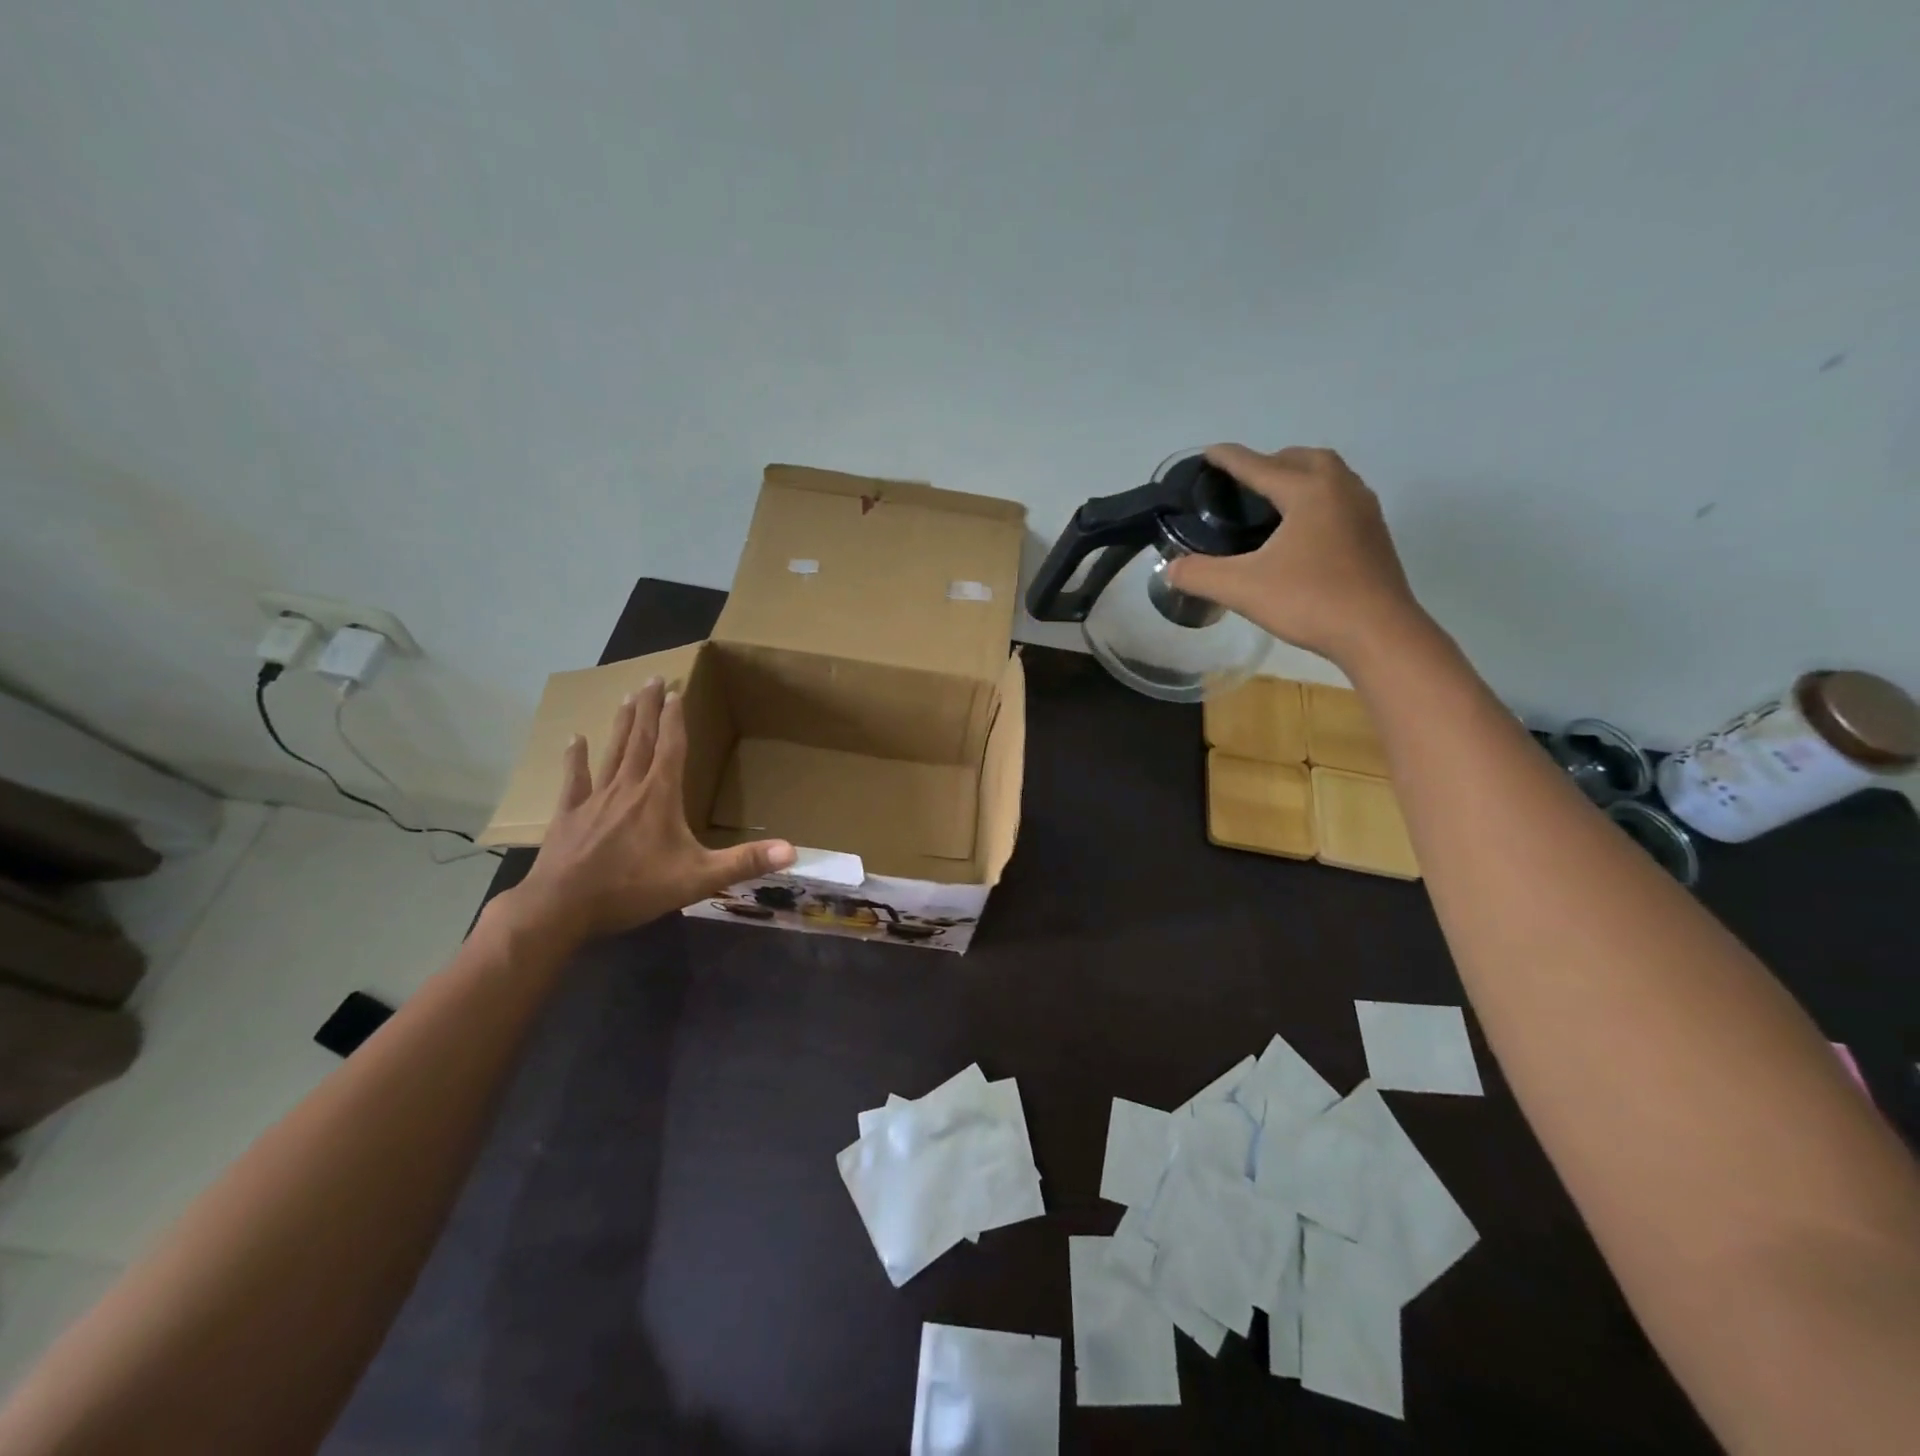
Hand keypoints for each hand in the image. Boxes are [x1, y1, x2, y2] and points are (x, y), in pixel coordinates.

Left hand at [496, 678, 793, 946]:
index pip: (671, 748)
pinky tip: (574, 739)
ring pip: (612, 752)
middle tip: (651, 678)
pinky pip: (574, 779)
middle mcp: (628, 787)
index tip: (675, 691)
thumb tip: (793, 851)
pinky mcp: (569, 815)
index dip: (674, 719)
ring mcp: (595, 799)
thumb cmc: (634, 888)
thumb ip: (745, 862)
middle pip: (641, 739)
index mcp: (660, 796)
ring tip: (626, 697)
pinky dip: (575, 758)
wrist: (562, 907)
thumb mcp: (699, 878)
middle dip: (648, 709)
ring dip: (622, 724)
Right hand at [1166, 444, 1427, 670]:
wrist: (1378, 633)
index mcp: (1308, 491)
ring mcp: (1364, 511)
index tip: (1209, 453)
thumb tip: (1170, 569)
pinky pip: (1341, 500)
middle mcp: (1341, 489)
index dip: (1230, 459)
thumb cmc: (1310, 601)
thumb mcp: (1242, 589)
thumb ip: (1200, 574)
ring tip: (1274, 501)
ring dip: (1300, 477)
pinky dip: (1317, 500)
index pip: (1259, 466)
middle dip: (1271, 462)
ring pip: (1329, 476)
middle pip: (1303, 459)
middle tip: (1245, 482)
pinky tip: (1303, 530)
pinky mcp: (1374, 535)